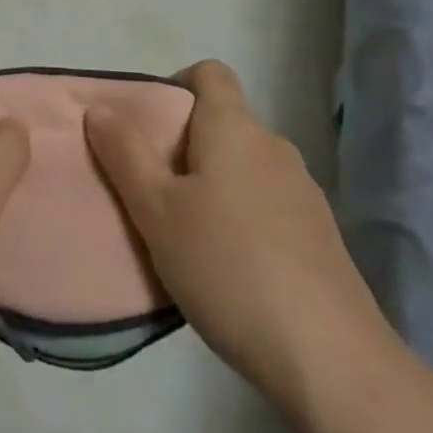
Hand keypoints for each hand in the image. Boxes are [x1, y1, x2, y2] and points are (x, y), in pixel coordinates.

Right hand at [84, 60, 384, 410]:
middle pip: (225, 123)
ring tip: (188, 236)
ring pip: (246, 167)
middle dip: (187, 146)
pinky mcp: (322, 236)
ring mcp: (304, 192)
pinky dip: (244, 219)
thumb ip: (125, 154)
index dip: (177, 85)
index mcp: (234, 127)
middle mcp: (274, 146)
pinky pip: (269, 205)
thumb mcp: (157, 211)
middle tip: (155, 191)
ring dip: (216, 186)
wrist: (332, 360)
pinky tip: (231, 270)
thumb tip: (100, 108)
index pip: (210, 72)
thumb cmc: (228, 267)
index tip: (151, 127)